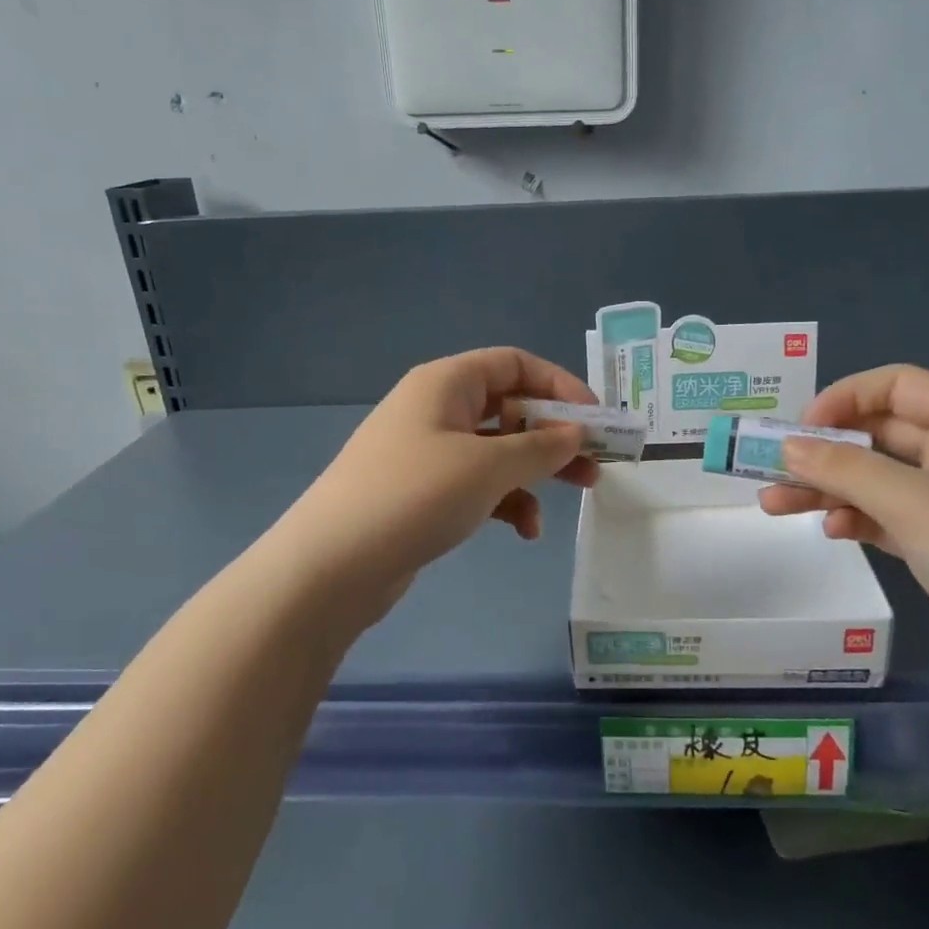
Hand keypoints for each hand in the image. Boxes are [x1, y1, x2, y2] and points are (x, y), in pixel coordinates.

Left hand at [279, 348, 598, 608]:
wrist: (331, 565)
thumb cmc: (414, 495)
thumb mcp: (487, 467)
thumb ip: (540, 447)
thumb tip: (576, 433)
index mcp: (446, 383)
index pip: (514, 363)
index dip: (559, 384)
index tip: (596, 418)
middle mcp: (437, 409)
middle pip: (511, 407)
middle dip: (556, 434)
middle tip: (596, 461)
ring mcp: (428, 452)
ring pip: (499, 450)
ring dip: (537, 471)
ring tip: (575, 496)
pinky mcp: (424, 492)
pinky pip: (479, 484)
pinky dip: (507, 501)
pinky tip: (525, 531)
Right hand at [759, 366, 928, 711]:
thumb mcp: (916, 504)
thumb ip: (845, 469)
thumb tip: (787, 446)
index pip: (897, 386)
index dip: (845, 398)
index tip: (799, 429)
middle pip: (880, 434)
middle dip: (825, 450)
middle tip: (771, 468)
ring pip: (877, 479)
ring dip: (827, 488)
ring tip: (773, 504)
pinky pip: (887, 517)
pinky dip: (855, 519)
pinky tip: (830, 532)